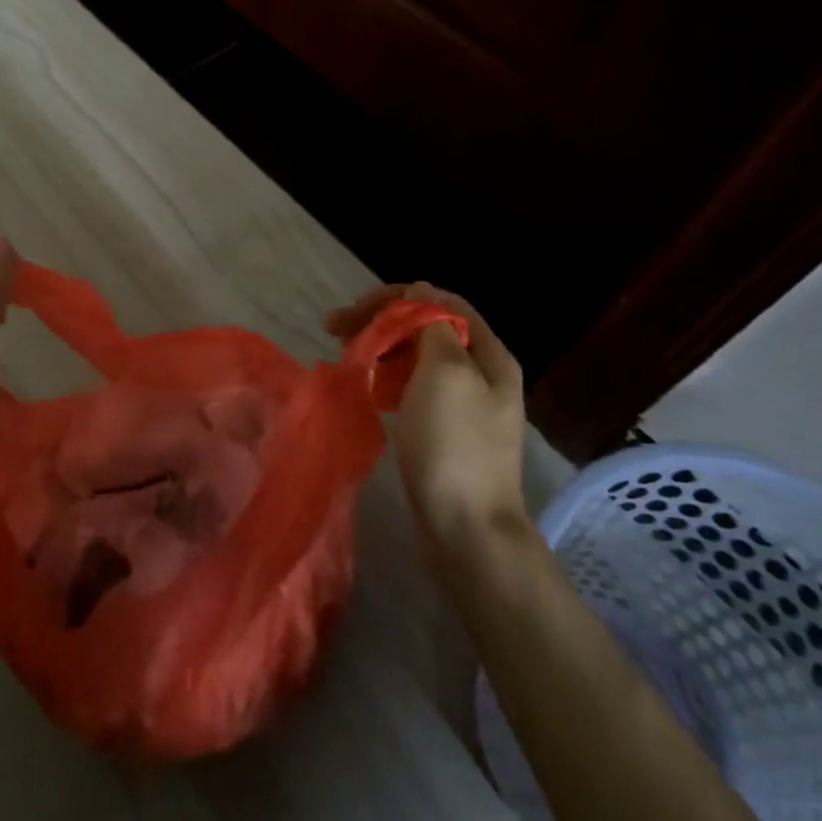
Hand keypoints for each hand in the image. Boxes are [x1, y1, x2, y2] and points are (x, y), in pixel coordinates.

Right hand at [325, 282, 526, 539]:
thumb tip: (420, 292)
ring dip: (380, 348)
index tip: (355, 310)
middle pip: (426, 328)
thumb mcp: (445, 372)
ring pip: (415, 358)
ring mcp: (461, 405)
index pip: (440, 302)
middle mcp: (479, 373)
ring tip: (344, 355)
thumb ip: (432, 325)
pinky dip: (385, 380)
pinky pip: (411, 389)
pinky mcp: (442, 431)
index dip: (396, 297)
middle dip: (381, 321)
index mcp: (487, 354)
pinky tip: (364, 387)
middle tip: (334, 329)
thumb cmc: (454, 444)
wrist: (465, 528)